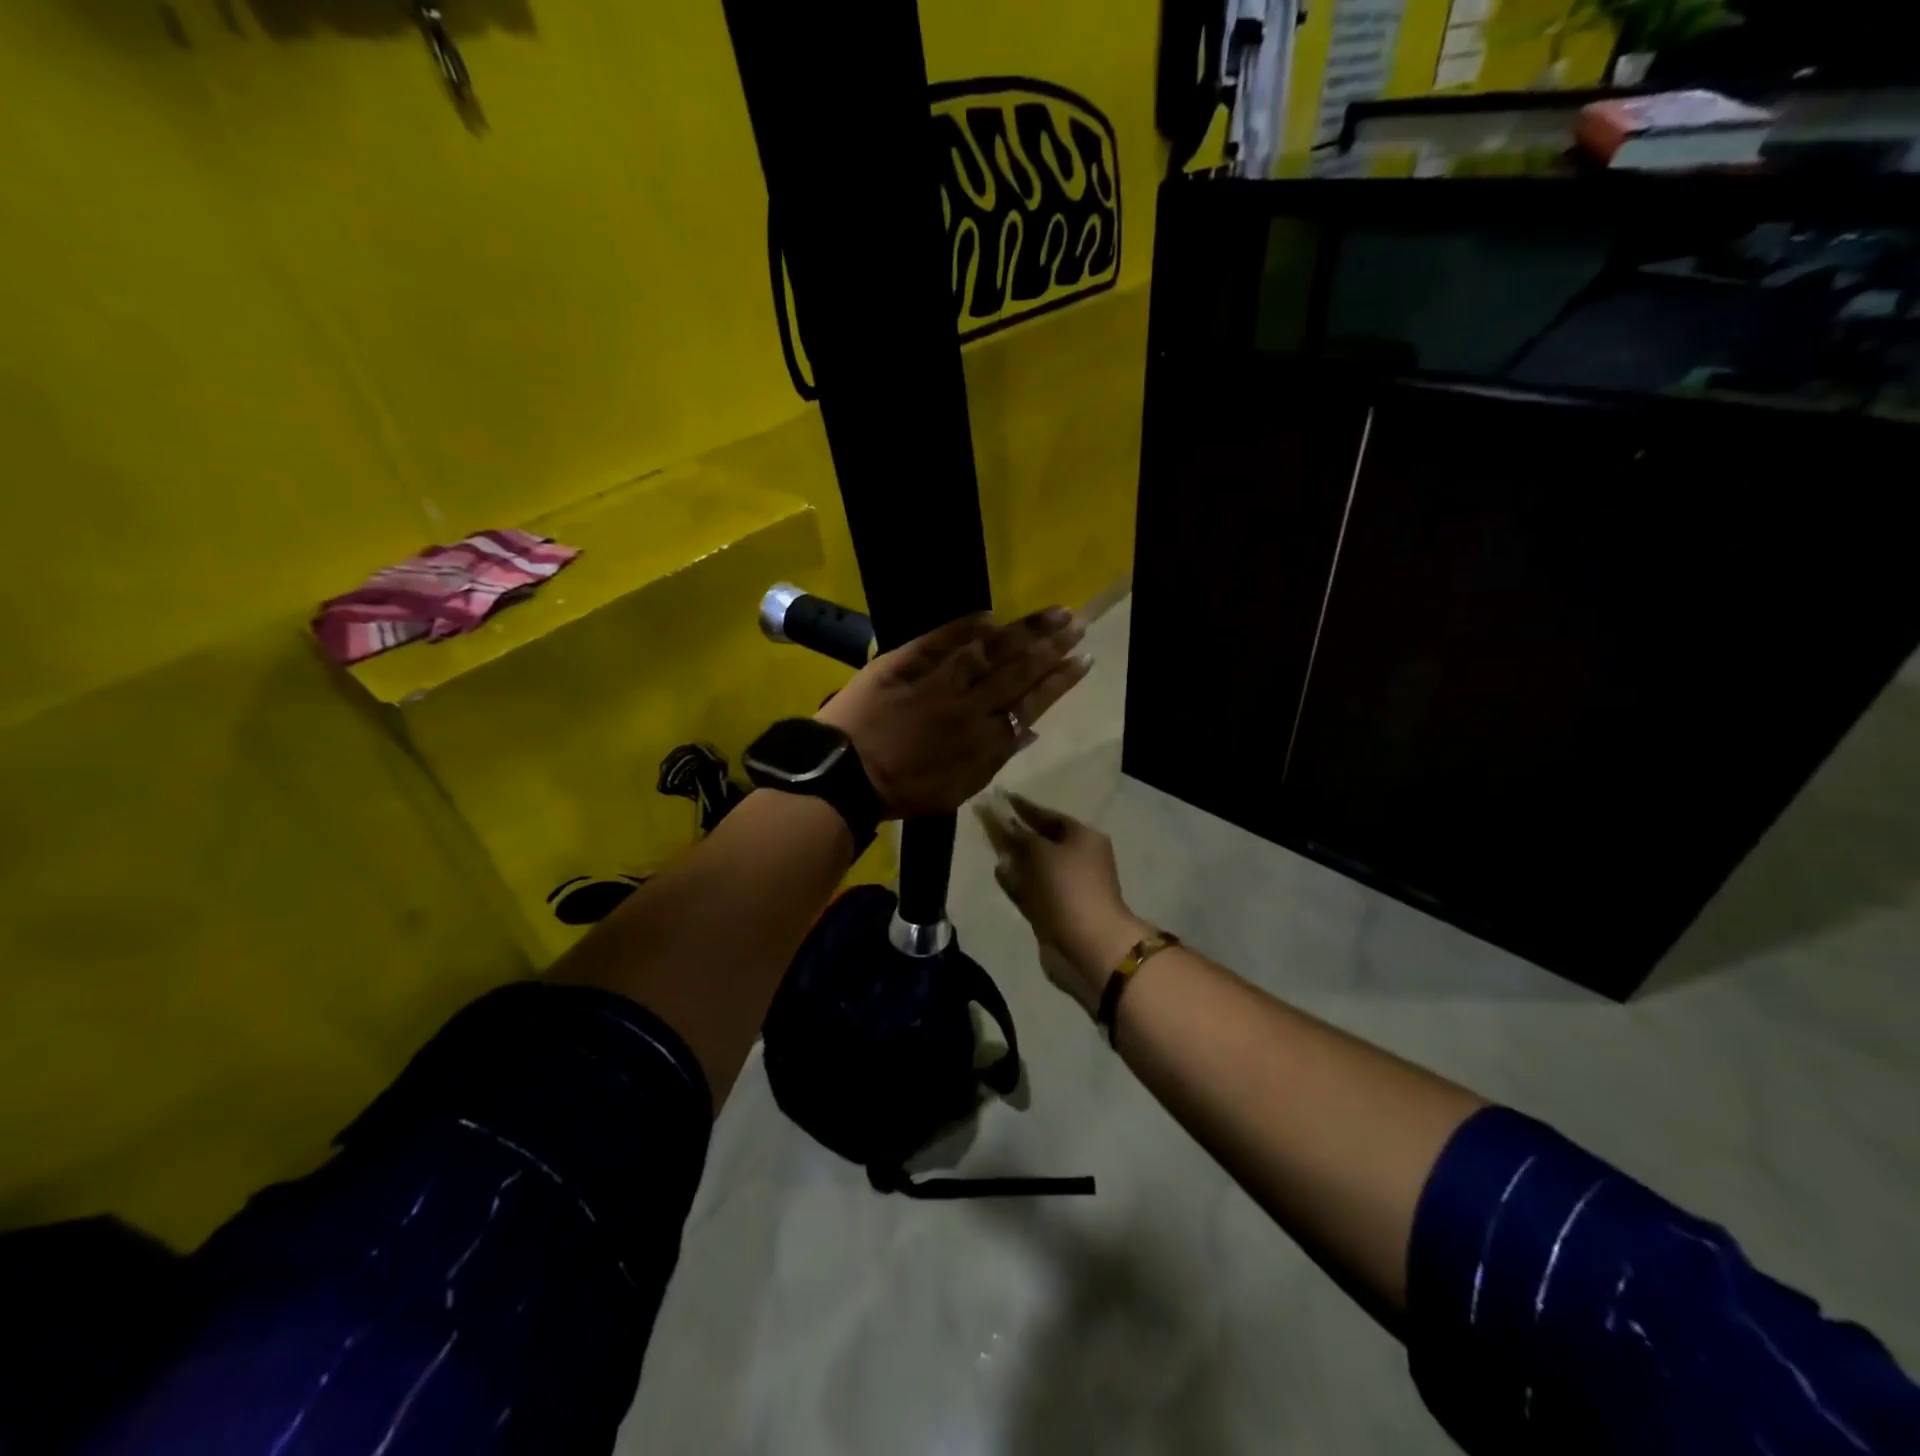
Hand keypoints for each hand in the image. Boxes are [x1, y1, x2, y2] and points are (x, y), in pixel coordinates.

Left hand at [817, 609, 1088, 818]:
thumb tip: (1027, 731)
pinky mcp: (904, 663)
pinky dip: (965, 626)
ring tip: (1052, 613)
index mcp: (982, 740)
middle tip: (1078, 623)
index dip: (1059, 680)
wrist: (843, 776)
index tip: (1083, 659)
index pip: (1031, 703)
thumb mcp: (957, 790)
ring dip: (1023, 630)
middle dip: (1051, 646)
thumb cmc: (902, 792)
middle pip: (1018, 670)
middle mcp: (968, 706)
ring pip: (988, 651)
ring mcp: (936, 681)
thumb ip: (994, 759)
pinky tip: (990, 614)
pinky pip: (939, 639)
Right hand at [976, 792, 1151, 1014]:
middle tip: (986, 820)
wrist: (1089, 945)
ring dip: (1013, 856)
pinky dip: (1016, 880)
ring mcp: (1066, 887)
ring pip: (1033, 866)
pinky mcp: (1054, 911)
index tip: (998, 796)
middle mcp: (1077, 858)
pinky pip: (1030, 889)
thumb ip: (1015, 834)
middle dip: (1015, 831)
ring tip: (988, 843)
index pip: (1048, 815)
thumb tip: (999, 817)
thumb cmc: (1068, 888)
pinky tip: (998, 871)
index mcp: (1083, 837)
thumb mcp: (1040, 852)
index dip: (1022, 806)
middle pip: (1040, 840)